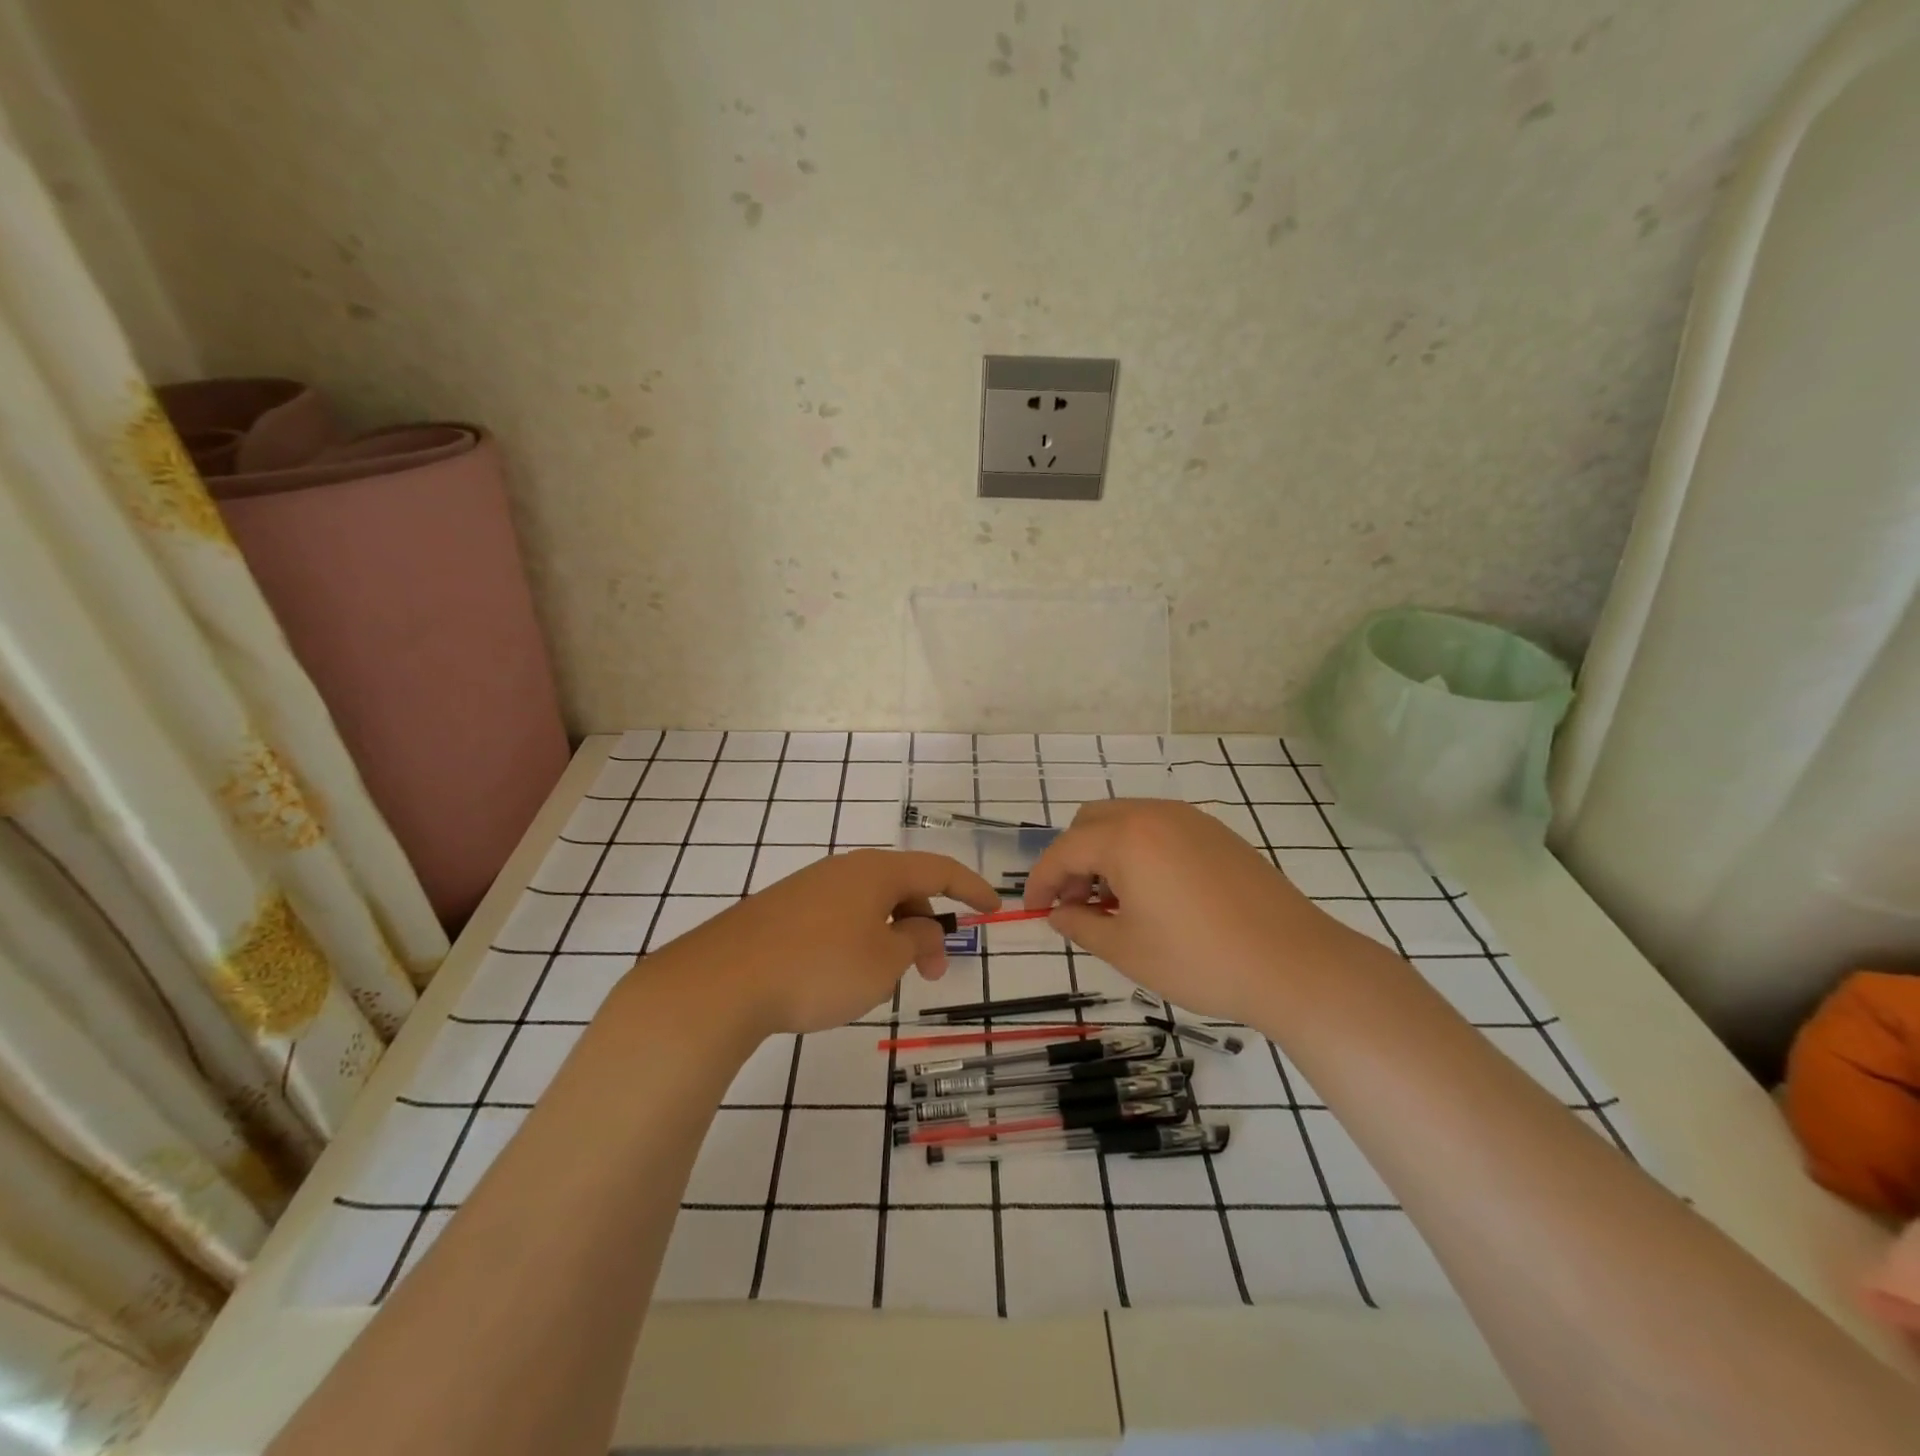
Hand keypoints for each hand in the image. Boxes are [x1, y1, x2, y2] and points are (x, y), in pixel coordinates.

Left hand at [646, 848, 997, 1037]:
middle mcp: (844, 869)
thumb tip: (923, 927)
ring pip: (869, 906)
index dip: (971, 887)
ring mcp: (809, 887)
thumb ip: (916, 940)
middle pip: (902, 889)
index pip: (938, 870)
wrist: (722, 982)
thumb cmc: (818, 969)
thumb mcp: (883, 962)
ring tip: (884, 982)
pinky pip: (838, 917)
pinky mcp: (782, 910)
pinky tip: (843, 975)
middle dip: (927, 927)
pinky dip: (859, 940)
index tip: (995, 907)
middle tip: (934, 973)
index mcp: (876, 872)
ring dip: (892, 937)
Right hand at [1023, 799, 1368, 1023]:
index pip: (1064, 850)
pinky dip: (1139, 851)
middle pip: (1092, 822)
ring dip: (1105, 853)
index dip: (1041, 880)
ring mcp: (1191, 819)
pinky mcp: (1218, 833)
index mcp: (1125, 838)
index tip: (1034, 909)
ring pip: (1127, 821)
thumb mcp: (1126, 949)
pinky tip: (1153, 893)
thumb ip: (1081, 925)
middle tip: (1076, 904)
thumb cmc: (1199, 959)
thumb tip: (1058, 914)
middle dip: (1072, 859)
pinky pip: (1160, 828)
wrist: (1294, 963)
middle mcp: (1154, 815)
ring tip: (1114, 902)